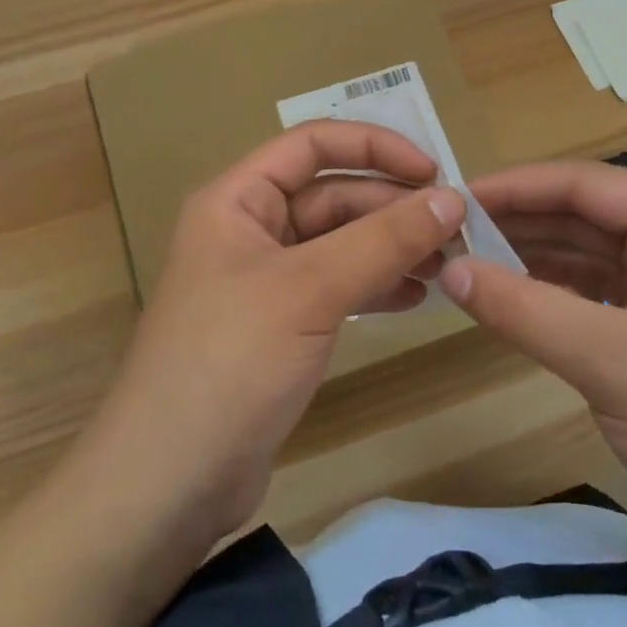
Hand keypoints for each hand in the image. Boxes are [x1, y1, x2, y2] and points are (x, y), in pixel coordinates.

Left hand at [77, 122, 465, 545]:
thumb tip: (451, 198)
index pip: (311, 145)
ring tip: (447, 266)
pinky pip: (336, 287)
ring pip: (339, 244)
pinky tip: (416, 297)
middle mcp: (249, 230)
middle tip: (456, 230)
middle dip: (392, 208)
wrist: (170, 482)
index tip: (433, 171)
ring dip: (391, 247)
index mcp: (237, 200)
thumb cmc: (229, 362)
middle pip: (331, 196)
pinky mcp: (280, 327)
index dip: (374, 147)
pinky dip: (376, 286)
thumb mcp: (310, 289)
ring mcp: (264, 281)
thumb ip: (382, 240)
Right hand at [439, 161, 626, 591]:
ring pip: (589, 253)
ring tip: (464, 259)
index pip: (589, 184)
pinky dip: (552, 293)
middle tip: (447, 231)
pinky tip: (507, 297)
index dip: (517, 187)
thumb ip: (525, 309)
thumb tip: (448, 269)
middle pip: (587, 215)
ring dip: (531, 256)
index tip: (454, 198)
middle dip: (519, 222)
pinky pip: (597, 293)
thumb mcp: (613, 364)